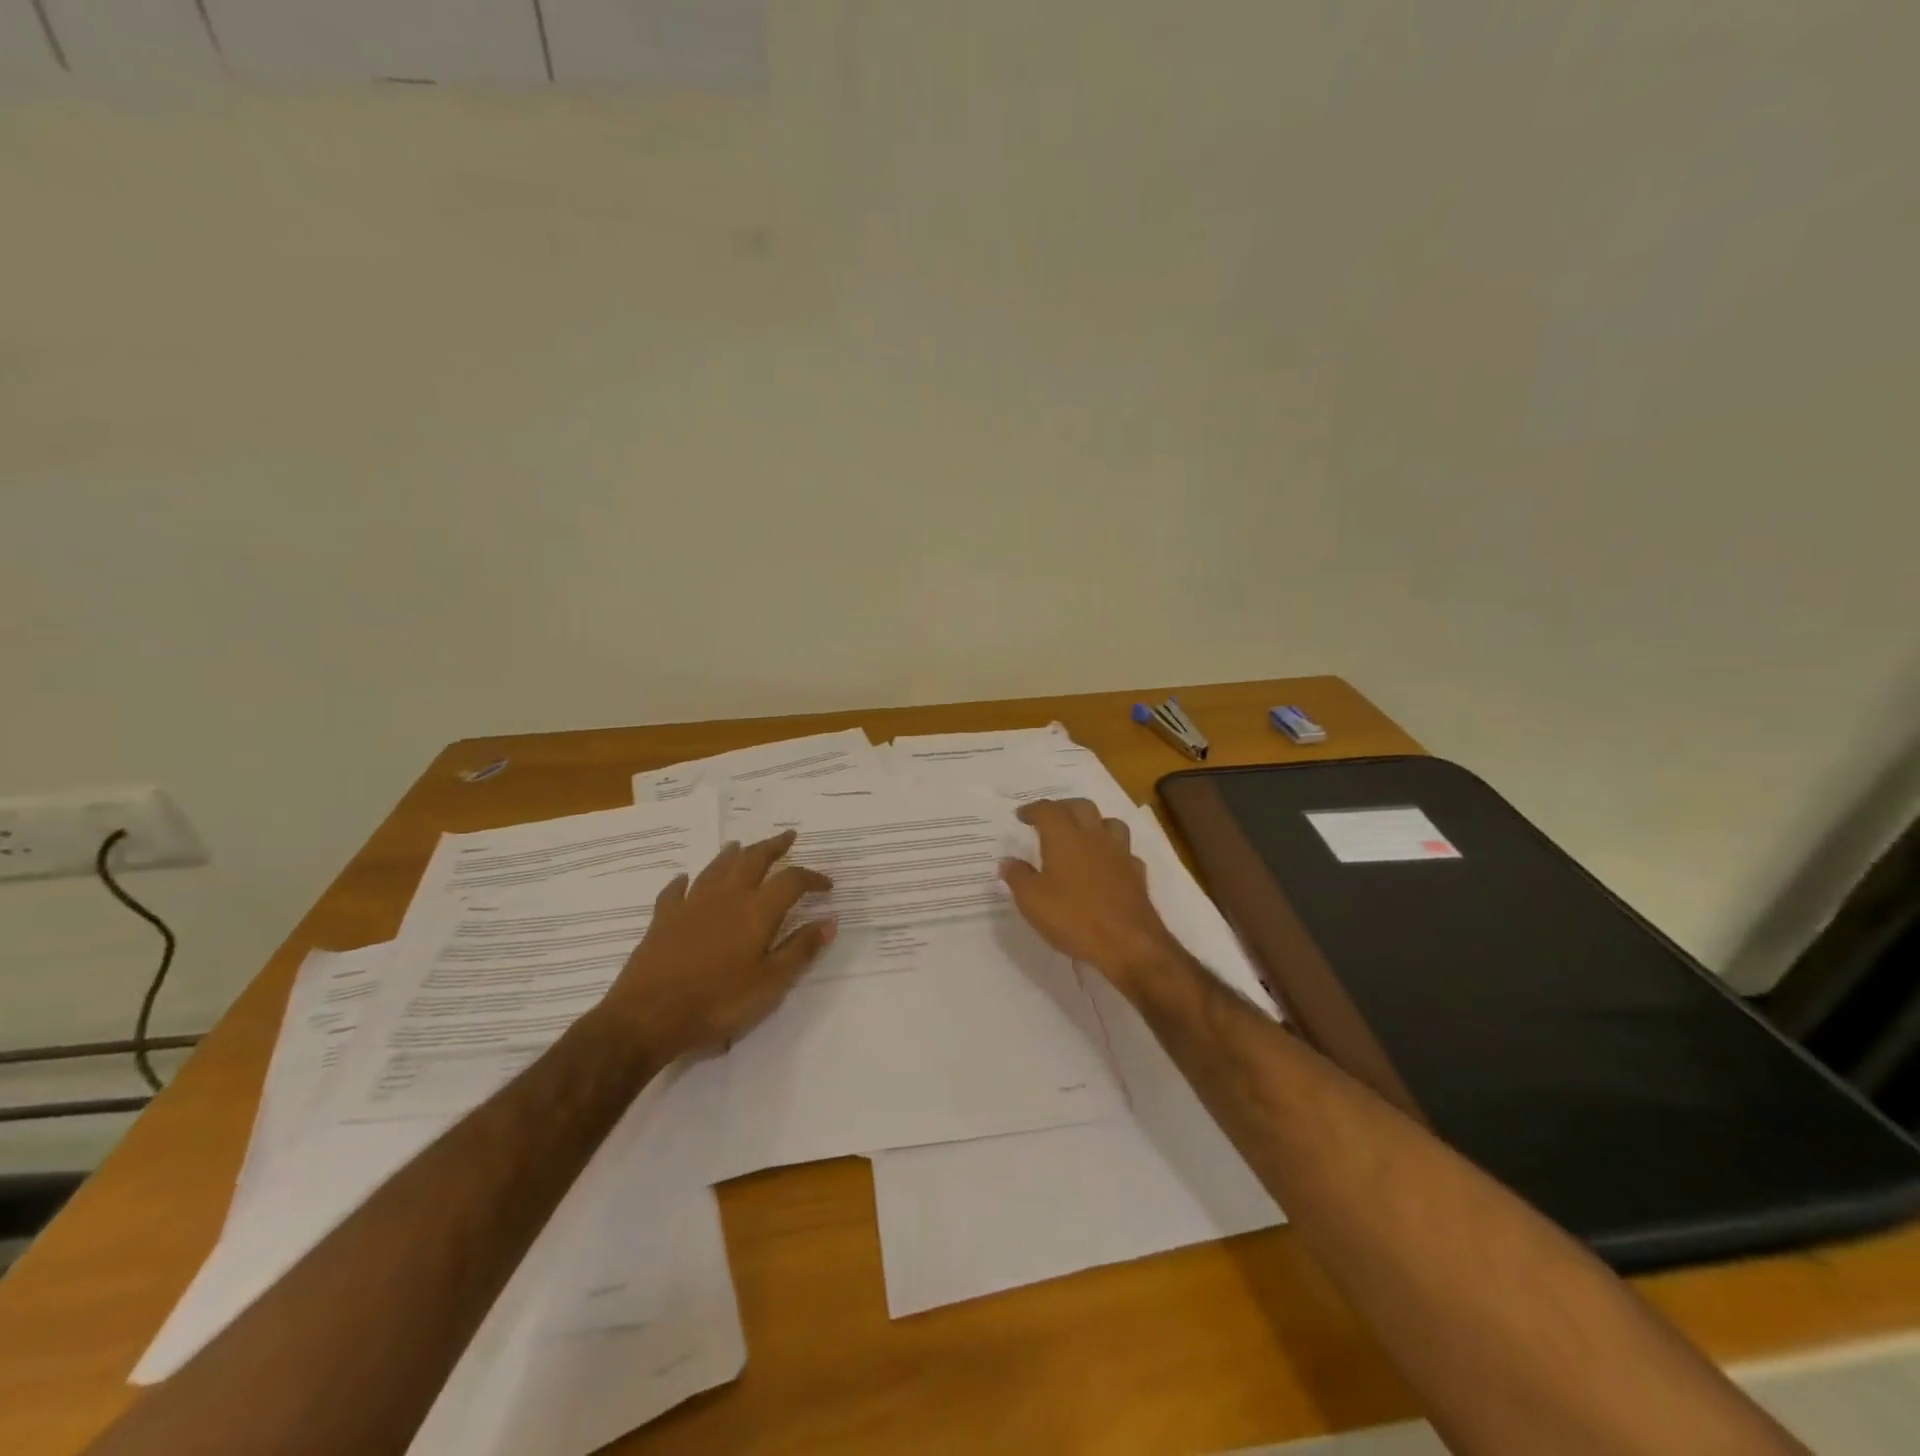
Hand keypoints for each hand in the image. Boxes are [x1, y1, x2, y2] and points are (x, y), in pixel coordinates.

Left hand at [601, 830, 835, 1060]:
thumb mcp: (770, 983)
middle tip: (787, 836)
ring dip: (732, 855)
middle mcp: (726, 897)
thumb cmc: (718, 1002)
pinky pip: (675, 890)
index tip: (826, 885)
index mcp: (757, 911)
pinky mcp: (663, 919)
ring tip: (740, 846)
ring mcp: (691, 904)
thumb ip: (800, 949)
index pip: (791, 881)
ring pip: (716, 868)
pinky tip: (685, 879)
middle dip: (773, 847)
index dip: (812, 878)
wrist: (648, 1016)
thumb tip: (829, 921)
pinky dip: (684, 882)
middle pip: (753, 860)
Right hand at [998, 799, 1185, 997]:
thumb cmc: (1074, 918)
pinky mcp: (1137, 873)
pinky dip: (1112, 852)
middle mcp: (1094, 837)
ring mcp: (1119, 853)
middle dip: (1063, 807)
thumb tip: (1008, 861)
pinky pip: (1124, 851)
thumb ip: (1018, 876)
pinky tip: (1106, 864)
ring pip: (1109, 823)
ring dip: (1093, 823)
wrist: (1128, 943)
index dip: (1033, 809)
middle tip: (1050, 819)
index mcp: (1065, 837)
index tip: (1021, 816)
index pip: (1047, 810)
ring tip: (1082, 835)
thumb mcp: (1032, 901)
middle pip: (1081, 806)